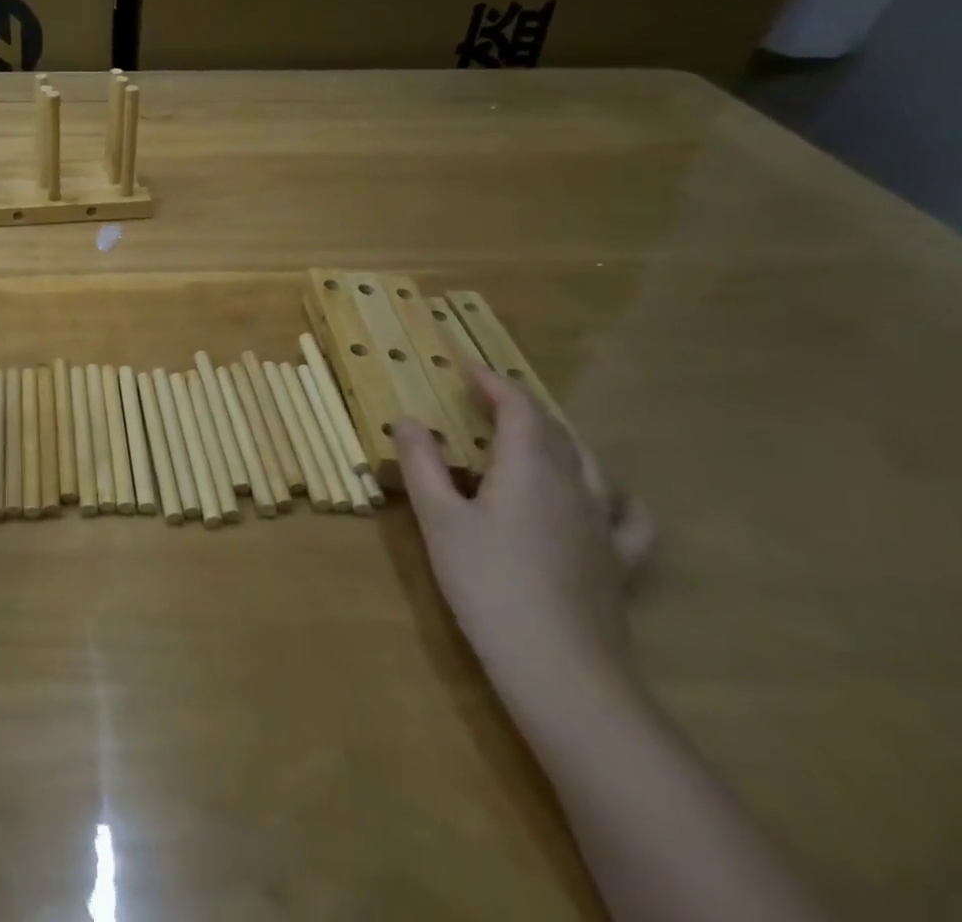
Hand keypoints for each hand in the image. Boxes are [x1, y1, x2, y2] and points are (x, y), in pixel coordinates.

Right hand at [396, 366, 654, 704]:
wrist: (560, 669)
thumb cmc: (487, 583)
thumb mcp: (438, 519)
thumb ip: (422, 463)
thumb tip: (408, 420)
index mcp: (530, 468)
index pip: (519, 408)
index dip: (493, 382)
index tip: (466, 367)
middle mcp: (575, 486)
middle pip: (556, 430)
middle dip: (522, 406)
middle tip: (488, 399)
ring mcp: (604, 526)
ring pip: (591, 463)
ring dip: (561, 439)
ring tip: (536, 437)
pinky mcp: (620, 563)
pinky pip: (628, 515)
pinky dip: (613, 493)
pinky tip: (603, 499)